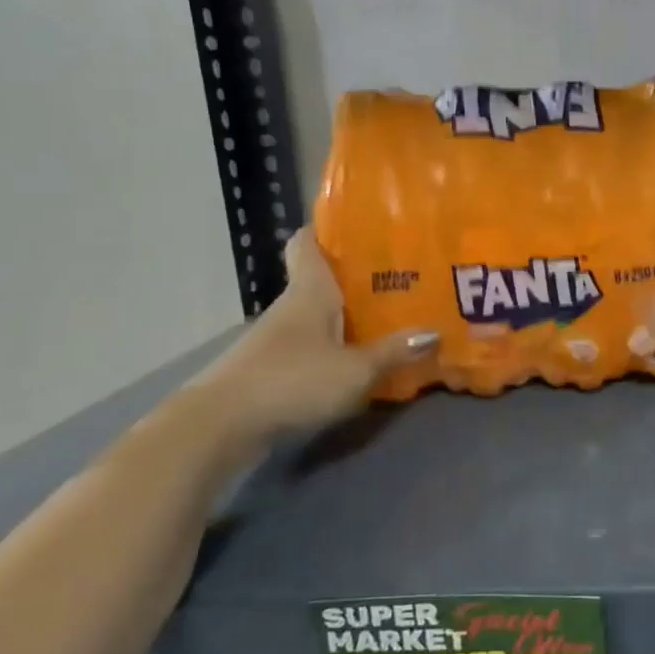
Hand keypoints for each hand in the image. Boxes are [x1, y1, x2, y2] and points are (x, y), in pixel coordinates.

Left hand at [203, 231, 436, 438]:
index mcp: (309, 291)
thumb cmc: (292, 380)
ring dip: (348, 318)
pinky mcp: (271, 370)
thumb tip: (434, 332)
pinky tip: (361, 362)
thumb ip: (394, 351)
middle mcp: (291, 307)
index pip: (307, 242)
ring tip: (391, 320)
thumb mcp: (355, 369)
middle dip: (358, 279)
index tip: (361, 226)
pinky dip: (335, 349)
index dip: (328, 229)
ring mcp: (277, 340)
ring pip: (319, 316)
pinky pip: (312, 348)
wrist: (220, 427)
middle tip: (403, 278)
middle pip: (321, 281)